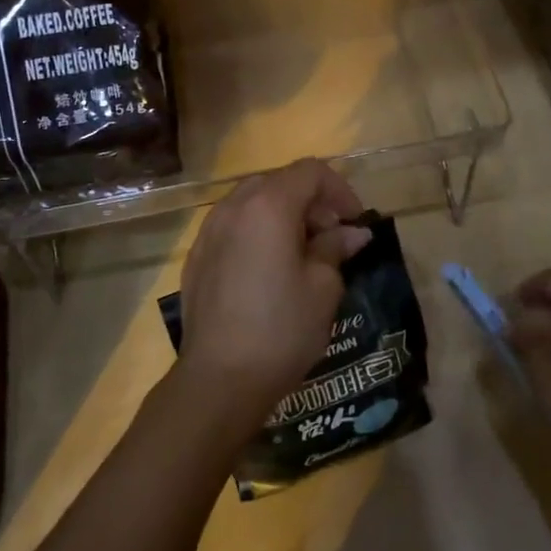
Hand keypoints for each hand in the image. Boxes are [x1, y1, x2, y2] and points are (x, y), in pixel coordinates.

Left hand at [174, 159, 370, 430]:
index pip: (310, 171)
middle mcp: (233, 206)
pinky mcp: (196, 256)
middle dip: (311, 201)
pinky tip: (267, 270)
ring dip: (282, 215)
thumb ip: (336, 248)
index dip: (339, 190)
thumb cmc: (282, 328)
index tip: (355, 223)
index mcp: (268, 205)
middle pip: (279, 182)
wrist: (219, 379)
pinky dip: (256, 233)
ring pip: (252, 202)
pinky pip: (232, 226)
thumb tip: (352, 233)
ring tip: (301, 254)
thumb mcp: (323, 288)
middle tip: (331, 237)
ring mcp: (208, 230)